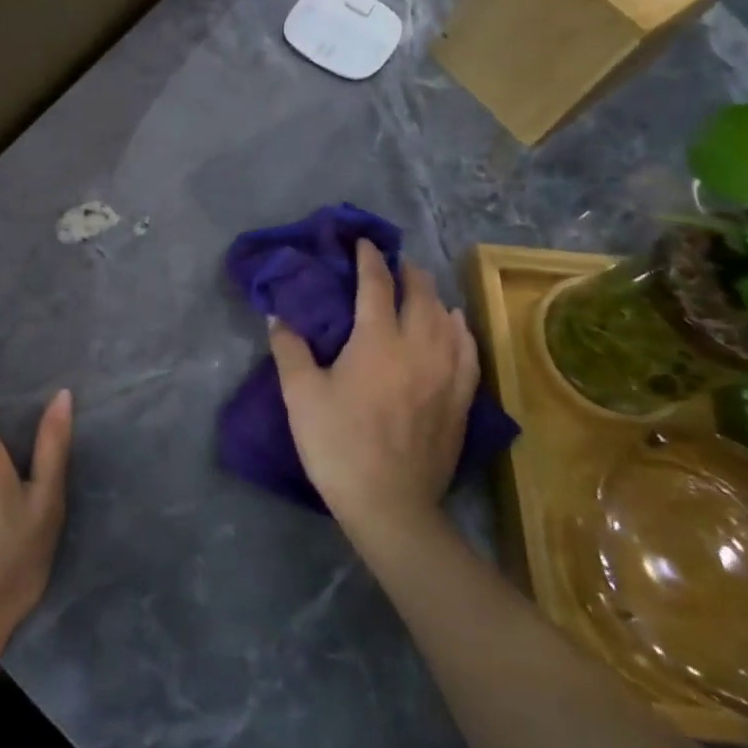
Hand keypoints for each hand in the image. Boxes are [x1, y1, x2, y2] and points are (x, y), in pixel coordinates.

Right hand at [270, 240, 478, 541]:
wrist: (389, 504)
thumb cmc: (338, 444)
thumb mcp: (300, 394)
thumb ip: (289, 348)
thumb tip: (279, 315)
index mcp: (377, 340)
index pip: (376, 285)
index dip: (369, 259)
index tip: (364, 242)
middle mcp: (418, 347)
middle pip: (421, 295)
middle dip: (407, 272)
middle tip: (394, 261)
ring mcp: (446, 374)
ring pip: (447, 320)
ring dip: (433, 297)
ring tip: (422, 288)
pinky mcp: (461, 400)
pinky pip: (468, 351)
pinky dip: (460, 330)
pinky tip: (455, 326)